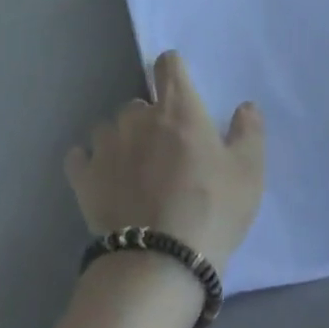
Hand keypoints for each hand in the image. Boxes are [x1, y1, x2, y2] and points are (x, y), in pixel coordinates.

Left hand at [65, 52, 264, 270]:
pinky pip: (79, 156)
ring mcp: (106, 145)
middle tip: (165, 150)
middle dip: (150, 119)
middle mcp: (138, 116)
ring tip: (133, 169)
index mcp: (178, 108)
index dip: (174, 71)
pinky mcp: (83, 177)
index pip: (169, 65)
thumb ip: (248, 132)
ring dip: (121, 139)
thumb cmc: (212, 210)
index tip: (180, 89)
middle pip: (139, 102)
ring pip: (109, 127)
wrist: (161, 262)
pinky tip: (100, 178)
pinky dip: (88, 162)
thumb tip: (245, 106)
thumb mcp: (248, 172)